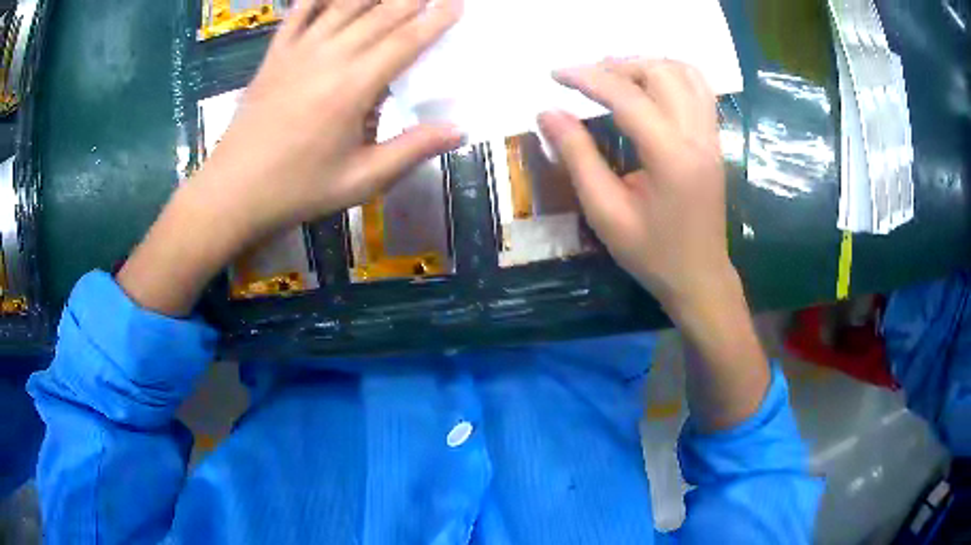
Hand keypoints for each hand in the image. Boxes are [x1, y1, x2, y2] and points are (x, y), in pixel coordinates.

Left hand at [118, 0, 463, 315]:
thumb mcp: (361, 181)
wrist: (233, 191)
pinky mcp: (274, 56)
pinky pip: (299, 14)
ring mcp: (298, 52)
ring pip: (344, 6)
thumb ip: (411, 150)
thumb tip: (459, 130)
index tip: (457, 4)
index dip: (436, 20)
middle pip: (380, 14)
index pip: (406, 41)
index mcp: (354, 87)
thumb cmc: (298, 189)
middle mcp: (329, 57)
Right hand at [537, 59, 735, 319]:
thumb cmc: (652, 253)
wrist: (700, 277)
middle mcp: (697, 137)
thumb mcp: (605, 212)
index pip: (628, 97)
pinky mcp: (714, 141)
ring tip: (614, 77)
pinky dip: (671, 75)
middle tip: (585, 79)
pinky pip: (699, 89)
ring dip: (646, 66)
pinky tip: (649, 86)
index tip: (555, 74)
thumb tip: (547, 113)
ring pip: (685, 74)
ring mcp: (711, 136)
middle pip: (661, 73)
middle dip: (618, 66)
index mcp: (671, 157)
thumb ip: (577, 157)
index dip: (588, 78)